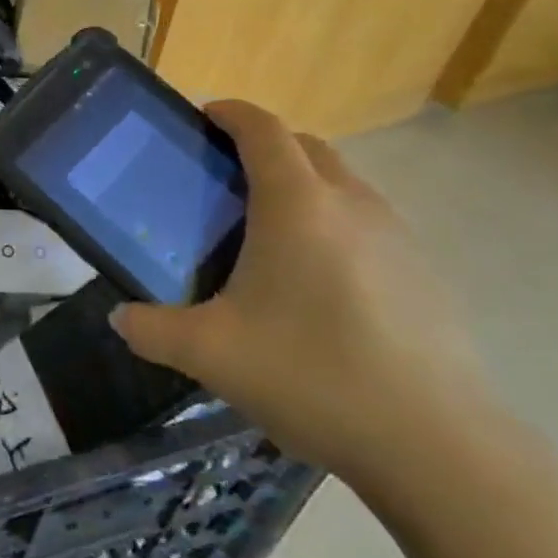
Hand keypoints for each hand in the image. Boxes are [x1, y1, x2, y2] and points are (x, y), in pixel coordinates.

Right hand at [110, 100, 496, 488]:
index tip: (204, 116)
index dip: (232, 112)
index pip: (263, 129)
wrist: (436, 444)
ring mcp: (397, 236)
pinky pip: (369, 221)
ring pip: (342, 183)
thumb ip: (152, 330)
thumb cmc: (312, 375)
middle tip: (227, 177)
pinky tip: (320, 283)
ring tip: (271, 231)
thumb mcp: (210, 354)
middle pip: (306, 146)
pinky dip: (336, 222)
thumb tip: (120, 319)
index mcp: (296, 204)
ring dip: (305, 183)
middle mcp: (350, 203)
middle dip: (265, 145)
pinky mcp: (425, 272)